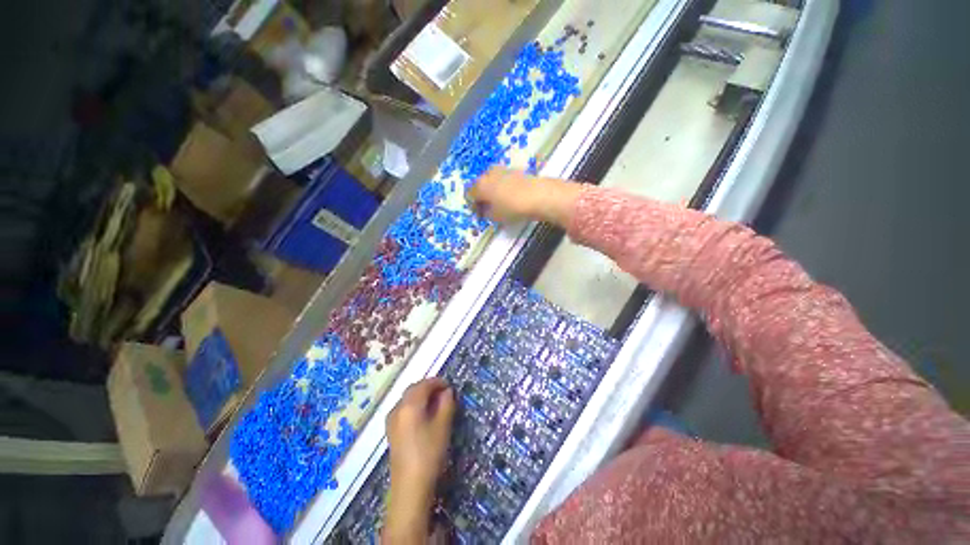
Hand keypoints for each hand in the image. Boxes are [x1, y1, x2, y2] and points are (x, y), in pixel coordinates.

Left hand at [383, 378, 455, 543]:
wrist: (410, 488)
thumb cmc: (429, 454)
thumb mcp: (443, 426)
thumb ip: (446, 404)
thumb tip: (447, 391)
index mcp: (409, 405)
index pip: (424, 384)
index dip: (438, 382)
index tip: (450, 386)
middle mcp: (397, 408)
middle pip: (414, 389)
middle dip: (429, 387)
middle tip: (445, 393)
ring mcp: (391, 420)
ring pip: (408, 399)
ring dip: (422, 396)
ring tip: (437, 404)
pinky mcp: (391, 431)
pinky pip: (404, 409)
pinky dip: (415, 406)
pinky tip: (424, 416)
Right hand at [468, 166, 584, 225]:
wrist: (538, 195)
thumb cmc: (512, 208)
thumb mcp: (496, 216)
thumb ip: (486, 213)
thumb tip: (486, 210)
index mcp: (480, 185)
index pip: (470, 195)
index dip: (473, 206)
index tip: (479, 215)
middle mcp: (488, 174)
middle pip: (480, 185)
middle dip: (482, 196)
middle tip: (487, 208)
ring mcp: (502, 170)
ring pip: (491, 180)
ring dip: (492, 191)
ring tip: (499, 203)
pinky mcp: (515, 170)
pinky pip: (502, 179)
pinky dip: (502, 187)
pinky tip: (509, 196)